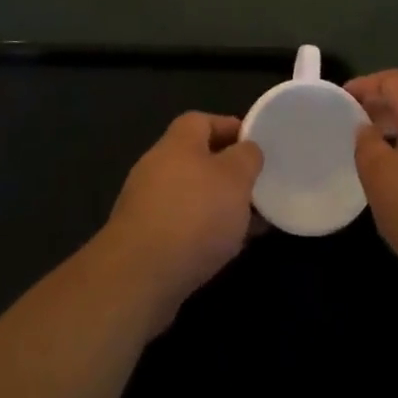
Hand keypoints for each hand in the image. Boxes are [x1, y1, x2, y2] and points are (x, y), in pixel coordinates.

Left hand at [101, 112, 262, 329]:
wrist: (140, 276)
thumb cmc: (194, 214)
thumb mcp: (235, 178)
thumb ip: (246, 157)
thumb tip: (247, 150)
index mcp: (177, 142)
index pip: (203, 121)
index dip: (230, 128)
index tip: (256, 146)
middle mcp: (158, 166)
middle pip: (197, 159)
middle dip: (228, 174)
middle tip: (257, 188)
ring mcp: (147, 204)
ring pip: (192, 196)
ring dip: (219, 207)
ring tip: (250, 225)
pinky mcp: (144, 240)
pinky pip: (182, 226)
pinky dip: (204, 232)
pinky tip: (225, 250)